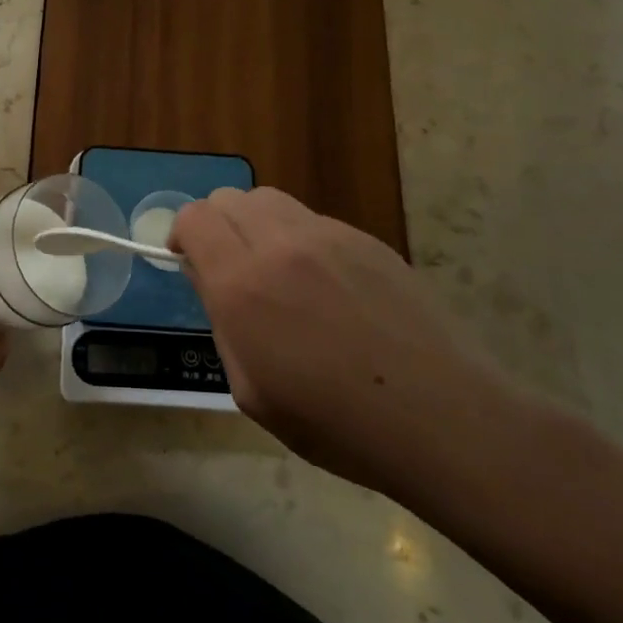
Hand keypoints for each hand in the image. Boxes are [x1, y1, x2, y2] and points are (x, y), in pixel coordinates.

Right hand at [171, 187, 522, 500]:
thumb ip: (222, 323)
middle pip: (228, 198)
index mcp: (242, 284)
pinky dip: (298, 238)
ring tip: (273, 269)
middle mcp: (280, 244)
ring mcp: (329, 235)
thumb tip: (210, 278)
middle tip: (228, 267)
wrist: (441, 417)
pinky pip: (313, 220)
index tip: (188, 262)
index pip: (194, 218)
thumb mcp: (251, 391)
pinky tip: (324, 284)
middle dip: (215, 226)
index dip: (181, 234)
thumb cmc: (336, 423)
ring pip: (269, 200)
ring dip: (254, 224)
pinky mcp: (367, 239)